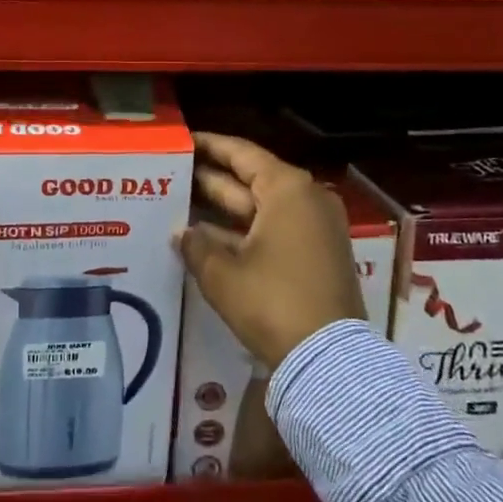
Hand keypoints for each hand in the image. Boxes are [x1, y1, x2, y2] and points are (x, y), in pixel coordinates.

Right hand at [177, 133, 364, 370]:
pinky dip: (243, 232)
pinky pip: (273, 230)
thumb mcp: (223, 274)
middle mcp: (306, 200)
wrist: (329, 361)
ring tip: (180, 203)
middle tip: (172, 172)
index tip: (182, 140)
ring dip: (223, 209)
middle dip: (212, 178)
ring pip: (260, 207)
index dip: (209, 146)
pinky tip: (207, 238)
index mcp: (288, 189)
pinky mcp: (318, 256)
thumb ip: (197, 245)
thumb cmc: (273, 302)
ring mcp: (316, 229)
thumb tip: (182, 233)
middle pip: (251, 179)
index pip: (241, 153)